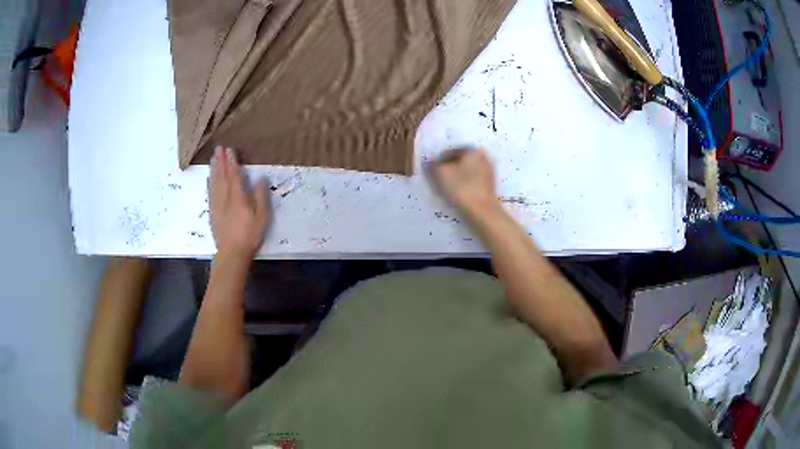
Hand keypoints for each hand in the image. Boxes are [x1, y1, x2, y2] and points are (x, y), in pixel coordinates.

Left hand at [208, 146, 270, 257]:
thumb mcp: (262, 217)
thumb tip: (260, 178)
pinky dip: (209, 183)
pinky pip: (210, 193)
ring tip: (213, 158)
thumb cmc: (250, 235)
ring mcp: (217, 205)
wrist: (232, 253)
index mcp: (238, 197)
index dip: (232, 162)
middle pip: (222, 176)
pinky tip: (208, 178)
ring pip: (214, 183)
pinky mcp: (212, 213)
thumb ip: (261, 196)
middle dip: (221, 161)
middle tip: (219, 148)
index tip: (230, 150)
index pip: (234, 175)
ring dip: (214, 169)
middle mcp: (225, 198)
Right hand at [427, 147, 497, 213]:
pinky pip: (471, 183)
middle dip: (447, 170)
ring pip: (465, 173)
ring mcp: (488, 173)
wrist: (482, 213)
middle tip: (436, 180)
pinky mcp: (488, 187)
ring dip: (454, 179)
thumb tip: (428, 162)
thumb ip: (432, 165)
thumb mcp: (441, 174)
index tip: (430, 172)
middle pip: (459, 162)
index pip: (450, 152)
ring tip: (443, 190)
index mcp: (473, 150)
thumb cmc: (461, 189)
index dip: (437, 161)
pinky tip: (454, 196)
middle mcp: (484, 158)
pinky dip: (462, 187)